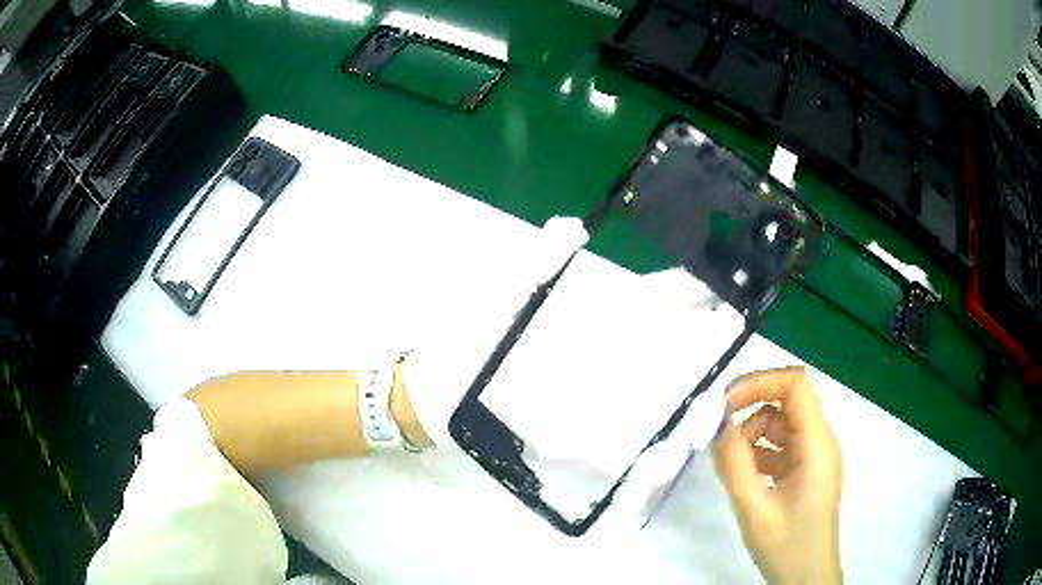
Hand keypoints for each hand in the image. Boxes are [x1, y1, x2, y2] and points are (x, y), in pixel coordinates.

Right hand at [713, 367, 842, 584]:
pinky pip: (781, 445)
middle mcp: (820, 441)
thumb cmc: (787, 546)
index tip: (723, 403)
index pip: (796, 385)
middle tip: (715, 427)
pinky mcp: (805, 470)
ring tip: (728, 460)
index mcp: (817, 444)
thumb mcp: (755, 510)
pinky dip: (758, 450)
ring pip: (781, 422)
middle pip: (787, 400)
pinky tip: (742, 473)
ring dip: (752, 432)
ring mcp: (814, 455)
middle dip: (750, 405)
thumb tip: (718, 425)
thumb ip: (735, 465)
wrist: (806, 578)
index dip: (759, 382)